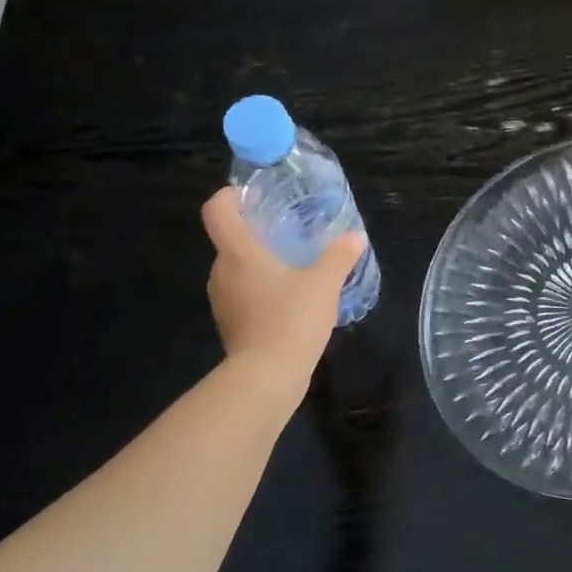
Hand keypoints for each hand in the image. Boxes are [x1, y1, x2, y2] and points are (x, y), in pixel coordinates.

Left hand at [201, 187, 366, 384]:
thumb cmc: (291, 318)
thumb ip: (339, 256)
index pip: (217, 210)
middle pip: (229, 240)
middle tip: (287, 230)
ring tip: (294, 265)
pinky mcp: (232, 324)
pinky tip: (291, 299)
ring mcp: (223, 301)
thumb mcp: (324, 283)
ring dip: (260, 264)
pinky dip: (262, 290)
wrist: (267, 376)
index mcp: (238, 252)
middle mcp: (222, 272)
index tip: (251, 195)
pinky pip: (244, 295)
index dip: (229, 196)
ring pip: (237, 270)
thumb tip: (355, 236)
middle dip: (255, 232)